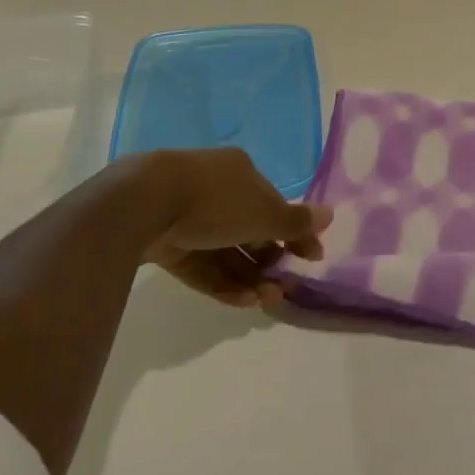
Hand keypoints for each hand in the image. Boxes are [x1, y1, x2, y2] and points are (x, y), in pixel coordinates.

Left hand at [121, 149, 332, 307]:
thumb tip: (330, 215)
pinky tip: (242, 301)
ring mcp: (188, 218)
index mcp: (240, 173)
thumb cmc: (215, 199)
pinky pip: (200, 265)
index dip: (295, 231)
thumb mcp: (263, 212)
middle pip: (249, 229)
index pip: (274, 204)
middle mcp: (216, 191)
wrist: (144, 203)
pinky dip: (222, 282)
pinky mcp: (165, 244)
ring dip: (249, 276)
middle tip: (285, 287)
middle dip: (269, 259)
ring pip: (225, 251)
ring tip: (266, 301)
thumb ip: (295, 221)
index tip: (313, 257)